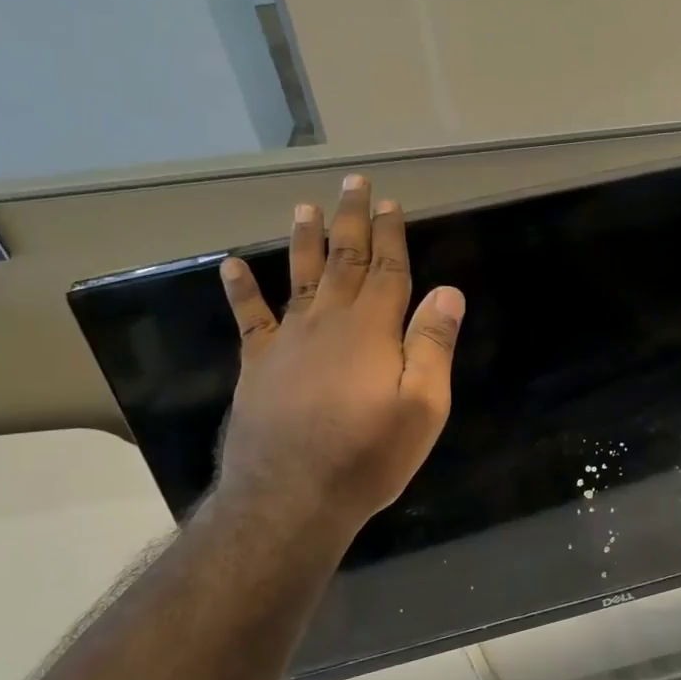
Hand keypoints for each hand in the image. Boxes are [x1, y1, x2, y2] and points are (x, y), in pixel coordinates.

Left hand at [214, 175, 464, 541]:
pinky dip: (241, 290)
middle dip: (351, 220)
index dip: (391, 235)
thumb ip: (432, 346)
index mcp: (372, 330)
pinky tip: (232, 265)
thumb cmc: (368, 456)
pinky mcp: (258, 364)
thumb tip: (448, 291)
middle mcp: (328, 322)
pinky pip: (249, 317)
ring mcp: (288, 341)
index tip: (391, 203)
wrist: (291, 496)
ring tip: (305, 206)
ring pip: (299, 276)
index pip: (388, 270)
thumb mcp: (422, 408)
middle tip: (353, 183)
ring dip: (304, 239)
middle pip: (344, 261)